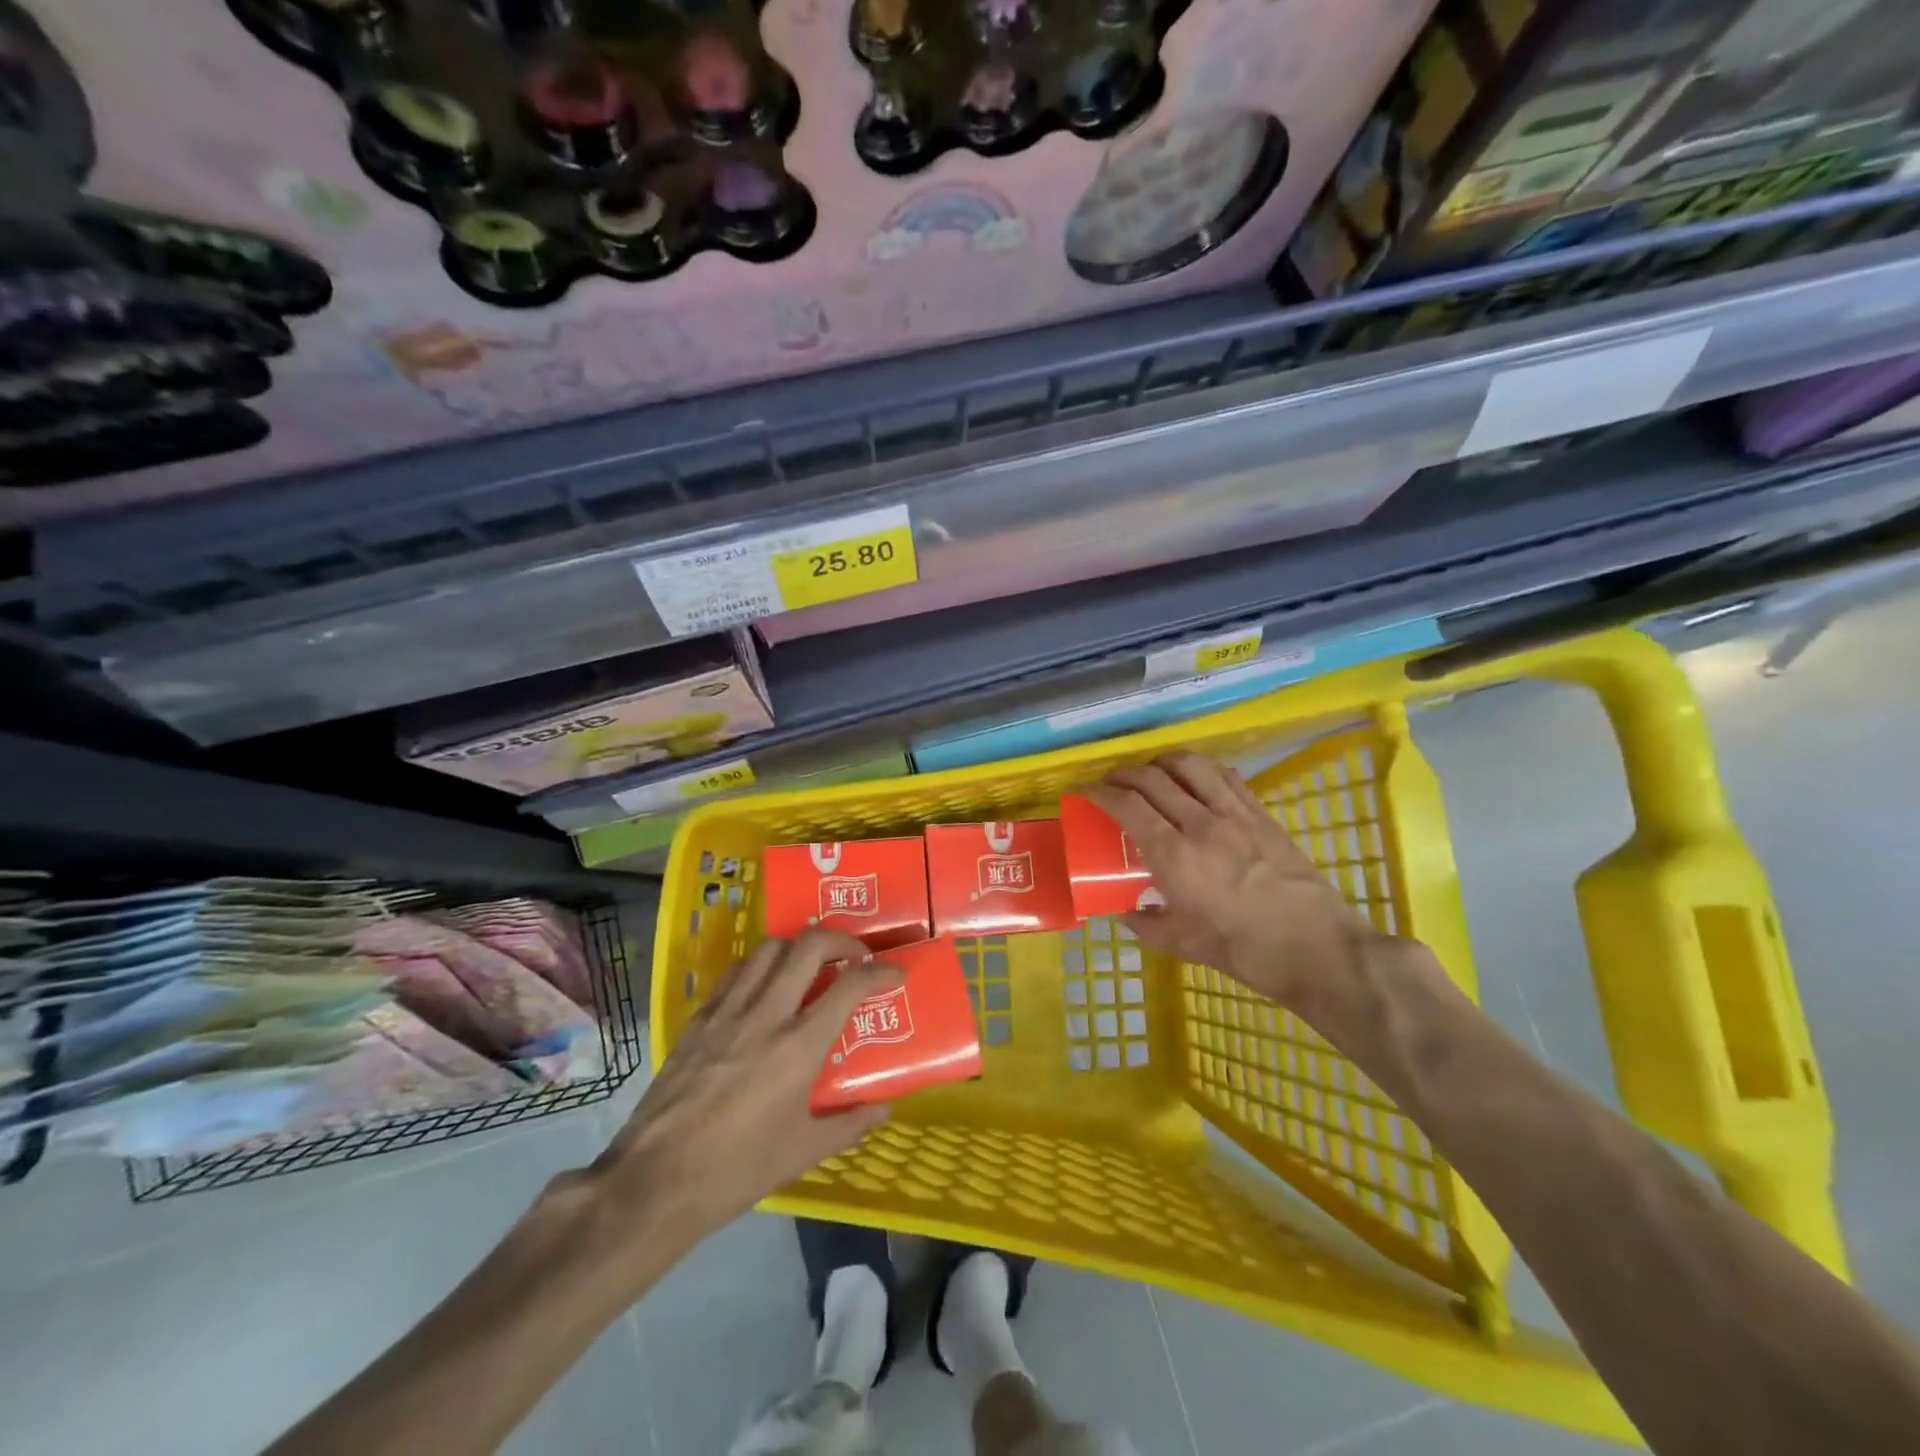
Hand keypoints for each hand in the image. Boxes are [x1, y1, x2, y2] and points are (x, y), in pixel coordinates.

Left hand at [594, 931, 903, 1240]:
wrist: (654, 1181)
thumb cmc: (737, 1170)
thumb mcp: (801, 1152)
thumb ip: (848, 1125)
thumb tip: (883, 1109)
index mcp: (798, 1047)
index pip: (849, 986)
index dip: (879, 972)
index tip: (894, 972)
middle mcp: (766, 1015)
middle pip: (808, 946)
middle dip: (840, 941)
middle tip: (854, 956)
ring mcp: (728, 1012)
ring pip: (768, 950)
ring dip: (797, 947)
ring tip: (808, 966)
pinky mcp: (698, 1019)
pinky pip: (735, 973)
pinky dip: (759, 967)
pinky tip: (763, 989)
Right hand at [1088, 751, 1380, 1016]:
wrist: (1316, 948)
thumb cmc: (1244, 950)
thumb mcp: (1183, 944)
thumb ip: (1147, 925)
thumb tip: (1126, 914)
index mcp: (1174, 855)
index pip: (1127, 806)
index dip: (1100, 792)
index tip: (1086, 791)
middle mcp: (1200, 824)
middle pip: (1153, 778)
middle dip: (1124, 774)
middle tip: (1112, 783)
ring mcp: (1235, 815)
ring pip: (1191, 766)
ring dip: (1162, 762)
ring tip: (1152, 772)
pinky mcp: (1262, 815)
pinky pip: (1227, 777)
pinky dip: (1203, 769)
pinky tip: (1197, 778)